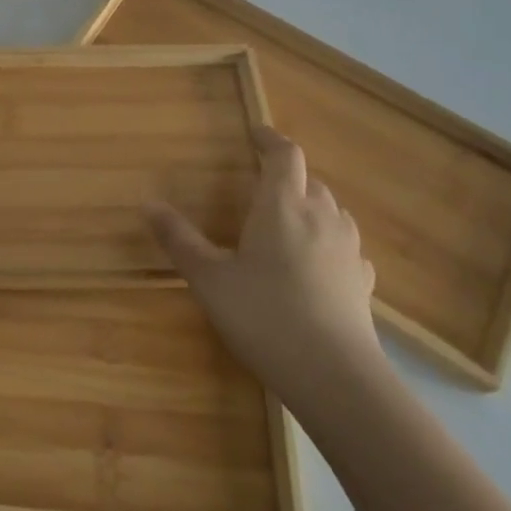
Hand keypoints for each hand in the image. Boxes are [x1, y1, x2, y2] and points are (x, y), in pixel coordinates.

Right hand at [149, 125, 382, 404]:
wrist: (335, 377)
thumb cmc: (264, 315)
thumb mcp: (209, 278)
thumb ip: (179, 239)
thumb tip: (148, 203)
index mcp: (282, 205)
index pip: (284, 155)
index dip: (270, 140)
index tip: (255, 133)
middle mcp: (321, 217)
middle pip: (309, 181)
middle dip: (287, 176)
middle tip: (261, 184)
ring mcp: (347, 250)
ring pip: (332, 210)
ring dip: (311, 205)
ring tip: (287, 219)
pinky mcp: (362, 282)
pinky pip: (346, 246)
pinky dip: (329, 241)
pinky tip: (318, 262)